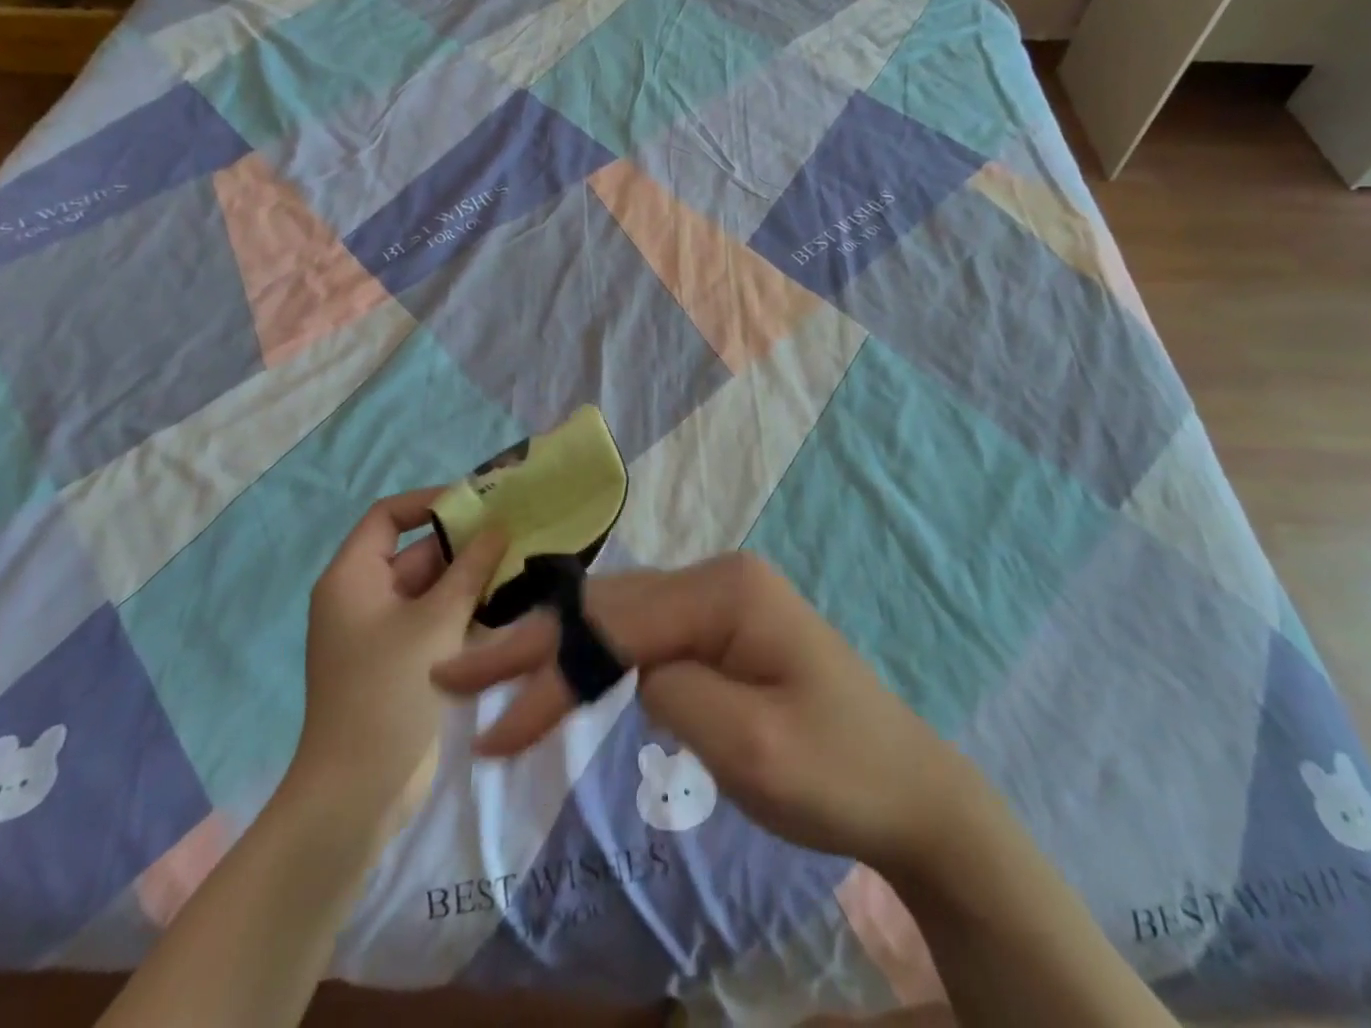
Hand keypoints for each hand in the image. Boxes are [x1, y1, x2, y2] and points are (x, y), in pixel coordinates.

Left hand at [287, 489, 505, 830]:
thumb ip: (470, 569)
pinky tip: (509, 603)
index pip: (388, 516)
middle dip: (464, 543)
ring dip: (471, 577)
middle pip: (416, 552)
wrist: (357, 793)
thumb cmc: (388, 692)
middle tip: (515, 533)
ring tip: (520, 563)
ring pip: (432, 587)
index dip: (430, 503)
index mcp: (353, 577)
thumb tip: (498, 526)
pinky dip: (466, 609)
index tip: (477, 503)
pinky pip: (436, 619)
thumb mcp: (435, 622)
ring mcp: (384, 631)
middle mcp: (364, 596)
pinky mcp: (403, 660)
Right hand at [430, 551, 969, 870]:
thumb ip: (674, 690)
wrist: (912, 792)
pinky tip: (565, 669)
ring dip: (560, 649)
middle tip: (458, 672)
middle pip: (610, 609)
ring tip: (495, 671)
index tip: (488, 726)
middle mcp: (719, 578)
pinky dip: (598, 656)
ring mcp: (722, 600)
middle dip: (535, 645)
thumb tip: (631, 667)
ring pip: (622, 617)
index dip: (547, 672)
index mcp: (727, 590)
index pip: (616, 627)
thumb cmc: (838, 772)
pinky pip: (646, 633)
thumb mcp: (749, 746)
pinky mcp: (723, 629)